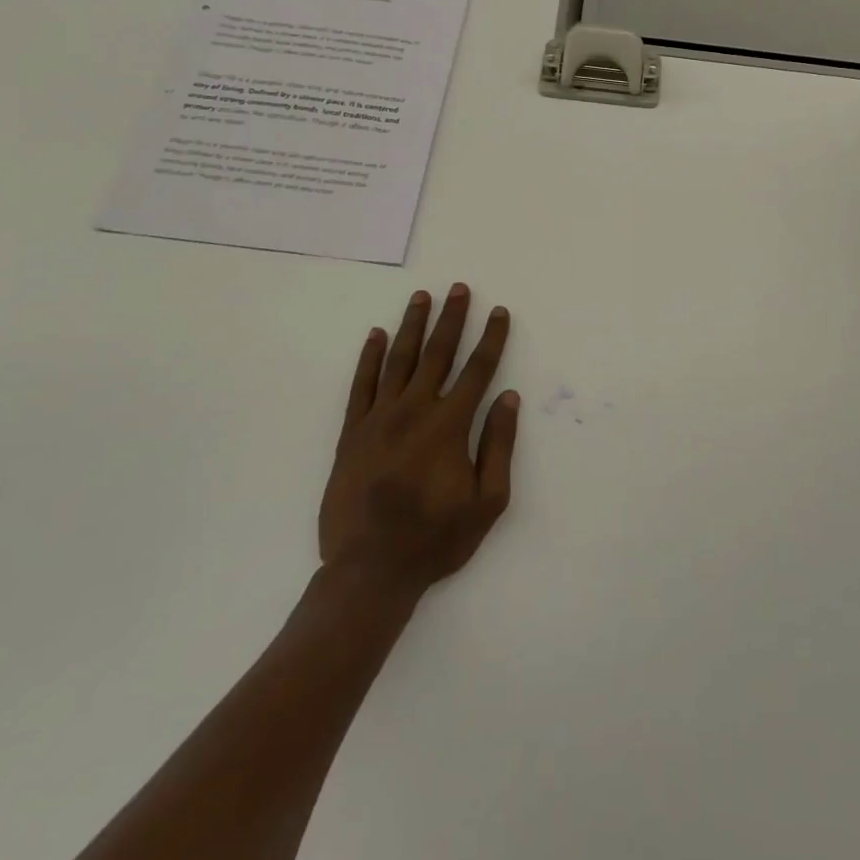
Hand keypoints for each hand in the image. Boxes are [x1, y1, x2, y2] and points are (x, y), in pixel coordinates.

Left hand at [318, 285, 519, 599]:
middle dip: (452, 318)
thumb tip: (508, 397)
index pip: (477, 370)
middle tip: (460, 288)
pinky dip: (368, 358)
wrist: (369, 571)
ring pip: (398, 360)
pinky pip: (361, 385)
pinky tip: (375, 335)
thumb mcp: (487, 502)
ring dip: (412, 326)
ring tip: (422, 297)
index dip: (492, 338)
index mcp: (449, 426)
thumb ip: (499, 445)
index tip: (499, 312)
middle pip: (437, 353)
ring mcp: (379, 419)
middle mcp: (414, 411)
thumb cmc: (435, 539)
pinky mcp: (352, 433)